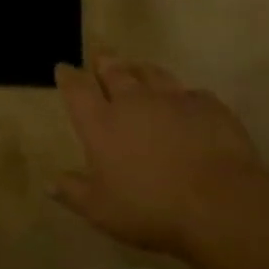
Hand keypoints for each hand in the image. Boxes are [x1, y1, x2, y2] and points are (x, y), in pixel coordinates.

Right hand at [51, 57, 268, 256]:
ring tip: (137, 69)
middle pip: (115, 72)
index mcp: (101, 123)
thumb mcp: (101, 210)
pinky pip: (190, 93)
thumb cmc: (150, 208)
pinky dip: (182, 95)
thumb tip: (50, 183)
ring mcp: (173, 99)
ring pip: (152, 73)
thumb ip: (74, 192)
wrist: (219, 203)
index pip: (77, 90)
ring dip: (140, 70)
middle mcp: (133, 102)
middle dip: (104, 63)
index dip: (68, 77)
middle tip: (101, 57)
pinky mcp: (208, 106)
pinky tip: (186, 101)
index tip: (63, 68)